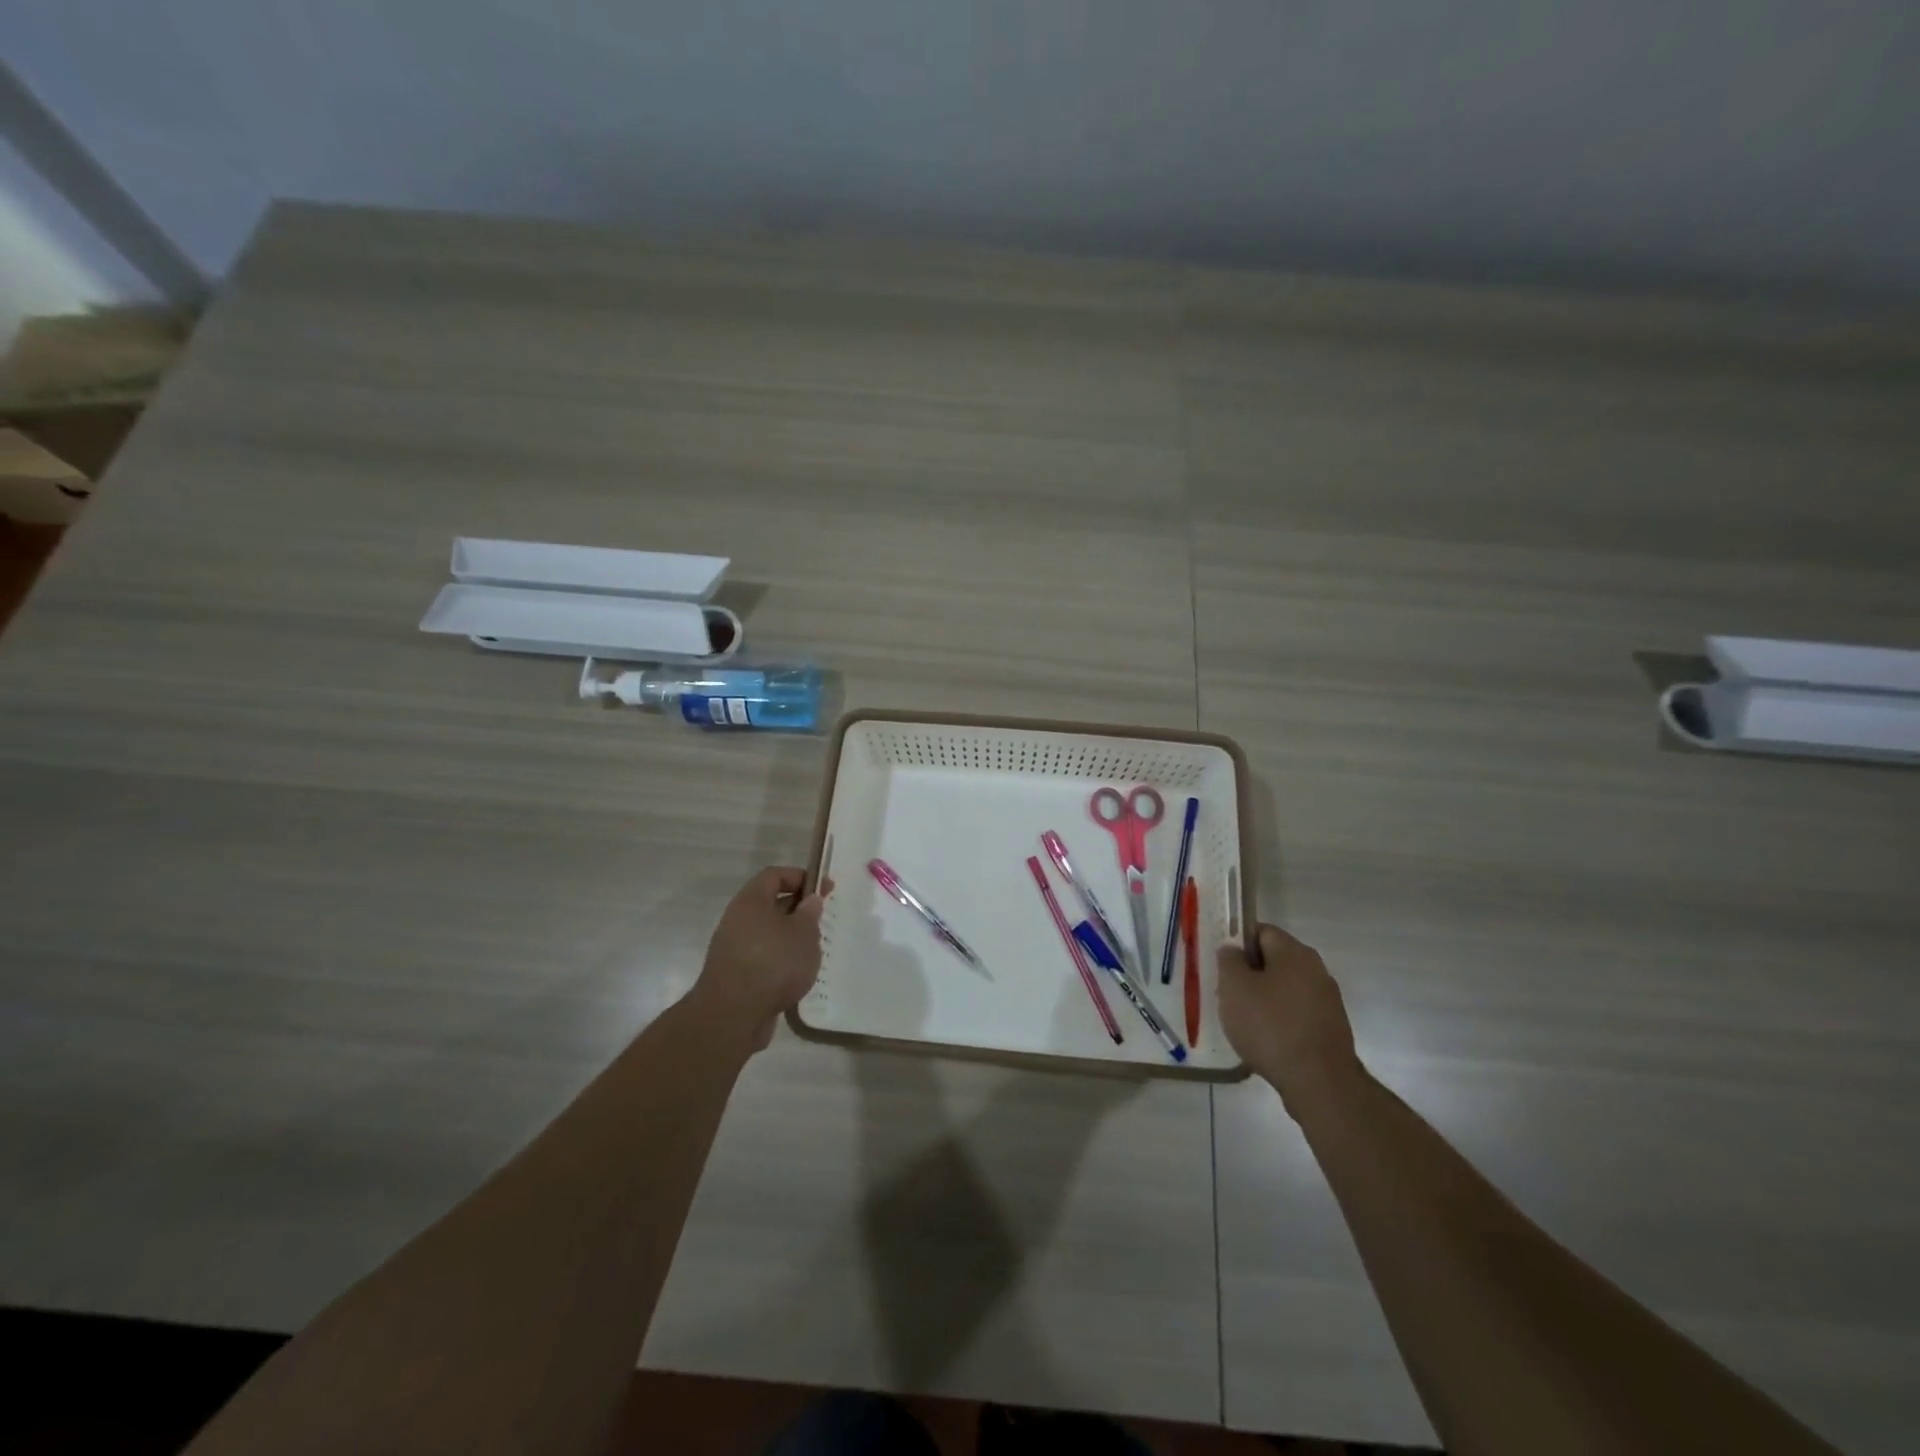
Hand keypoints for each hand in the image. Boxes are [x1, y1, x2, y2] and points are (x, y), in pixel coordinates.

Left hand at [691, 867, 829, 1053]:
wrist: (732, 1016)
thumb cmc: (773, 963)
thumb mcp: (803, 932)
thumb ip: (810, 912)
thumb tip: (809, 900)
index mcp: (751, 901)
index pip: (775, 875)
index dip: (801, 877)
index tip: (825, 889)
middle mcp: (738, 920)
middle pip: (770, 904)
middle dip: (799, 910)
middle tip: (822, 922)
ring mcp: (733, 948)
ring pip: (768, 933)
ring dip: (791, 939)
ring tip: (813, 953)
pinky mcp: (735, 975)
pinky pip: (762, 957)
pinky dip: (780, 961)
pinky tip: (796, 976)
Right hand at [1218, 923, 1362, 1111]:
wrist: (1320, 1083)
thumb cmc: (1270, 1026)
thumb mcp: (1234, 987)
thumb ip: (1228, 961)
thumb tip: (1233, 950)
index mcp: (1295, 952)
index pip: (1261, 931)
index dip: (1237, 944)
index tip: (1221, 966)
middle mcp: (1316, 970)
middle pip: (1274, 961)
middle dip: (1248, 975)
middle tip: (1227, 995)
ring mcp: (1327, 1001)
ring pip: (1284, 989)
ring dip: (1263, 1000)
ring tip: (1243, 1023)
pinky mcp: (1330, 1029)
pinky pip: (1296, 1014)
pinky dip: (1279, 1022)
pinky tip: (1265, 1042)